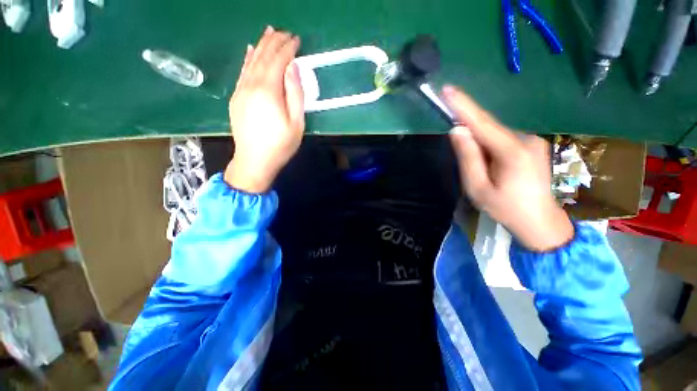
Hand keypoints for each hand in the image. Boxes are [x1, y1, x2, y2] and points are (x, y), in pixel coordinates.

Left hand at [225, 26, 304, 192]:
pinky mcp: (236, 98)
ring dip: (261, 45)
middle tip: (284, 32)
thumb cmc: (280, 145)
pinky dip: (248, 59)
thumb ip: (295, 94)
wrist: (254, 161)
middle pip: (263, 56)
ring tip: (269, 33)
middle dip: (274, 42)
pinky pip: (242, 72)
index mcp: (268, 91)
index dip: (288, 48)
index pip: (278, 61)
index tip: (297, 40)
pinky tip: (251, 50)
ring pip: (251, 61)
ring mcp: (241, 90)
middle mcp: (252, 85)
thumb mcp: (296, 123)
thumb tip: (293, 68)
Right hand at [444, 86, 573, 251]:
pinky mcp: (532, 145)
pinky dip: (488, 144)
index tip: (448, 90)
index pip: (482, 123)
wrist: (539, 221)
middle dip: (468, 127)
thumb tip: (457, 131)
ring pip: (495, 134)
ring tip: (479, 167)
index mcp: (512, 152)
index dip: (463, 106)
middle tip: (455, 133)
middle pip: (488, 127)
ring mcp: (532, 141)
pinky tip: (489, 163)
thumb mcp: (477, 187)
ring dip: (478, 141)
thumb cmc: (505, 208)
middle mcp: (525, 139)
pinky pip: (503, 139)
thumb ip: (467, 158)